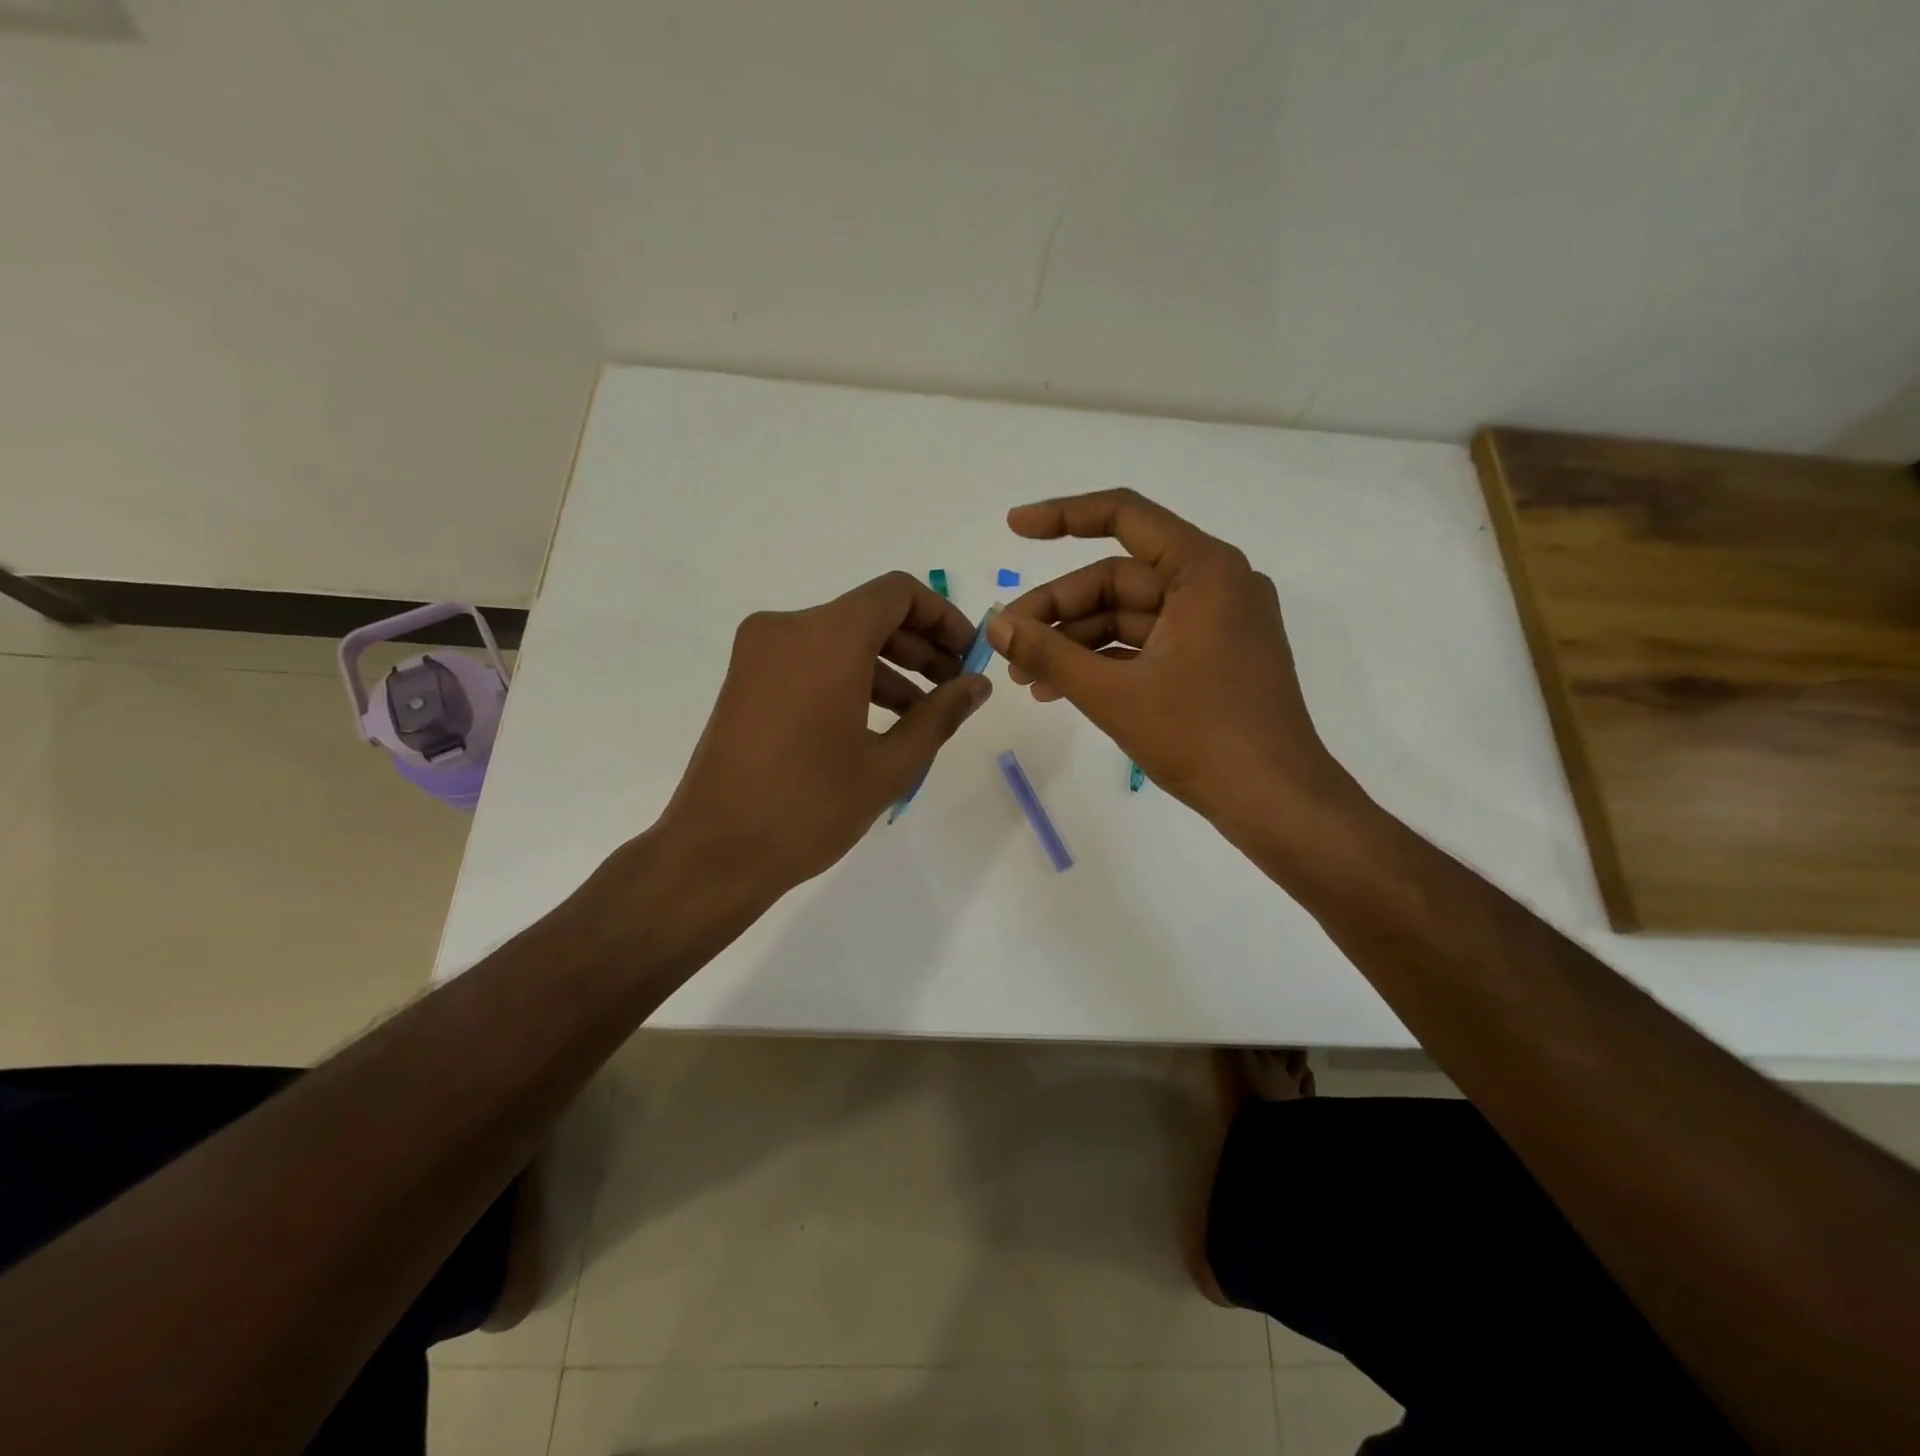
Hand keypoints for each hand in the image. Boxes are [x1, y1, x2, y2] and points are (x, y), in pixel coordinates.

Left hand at [654, 571, 990, 902]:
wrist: (716, 852)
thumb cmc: (810, 807)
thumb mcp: (890, 764)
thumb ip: (940, 714)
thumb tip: (977, 685)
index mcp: (826, 638)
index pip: (897, 594)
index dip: (942, 617)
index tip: (968, 656)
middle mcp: (787, 629)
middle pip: (869, 614)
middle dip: (919, 646)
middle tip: (953, 687)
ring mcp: (759, 653)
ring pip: (839, 638)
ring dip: (886, 666)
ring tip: (922, 713)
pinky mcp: (746, 679)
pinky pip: (811, 660)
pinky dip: (849, 677)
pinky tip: (877, 721)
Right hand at [987, 489, 1355, 829]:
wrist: (1275, 802)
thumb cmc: (1201, 738)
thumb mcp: (1113, 694)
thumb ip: (1049, 654)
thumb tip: (995, 624)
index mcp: (1204, 571)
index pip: (1125, 516)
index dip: (1062, 516)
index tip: (1013, 528)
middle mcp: (1215, 584)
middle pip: (1118, 578)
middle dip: (1058, 611)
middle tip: (1009, 646)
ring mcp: (1216, 624)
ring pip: (1128, 616)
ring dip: (1075, 642)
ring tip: (1026, 677)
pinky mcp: (1212, 658)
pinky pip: (1147, 644)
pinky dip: (1105, 662)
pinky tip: (1060, 690)